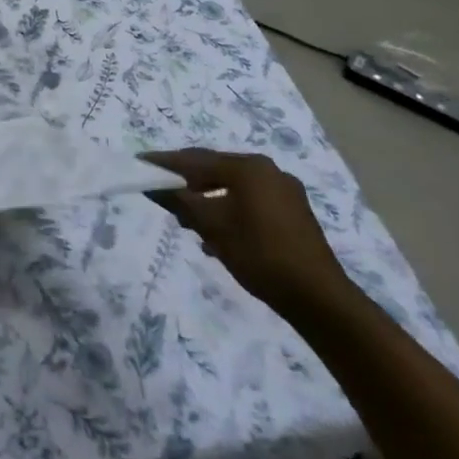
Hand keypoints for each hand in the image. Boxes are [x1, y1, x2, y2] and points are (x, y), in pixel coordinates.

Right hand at [144, 150, 352, 321]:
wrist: (319, 298)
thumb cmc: (259, 254)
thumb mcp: (211, 227)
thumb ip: (179, 201)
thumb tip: (151, 184)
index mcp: (248, 167)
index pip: (195, 159)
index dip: (164, 162)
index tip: (139, 162)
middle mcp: (267, 170)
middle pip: (215, 169)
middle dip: (187, 181)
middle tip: (160, 191)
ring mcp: (284, 190)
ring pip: (233, 186)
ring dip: (208, 199)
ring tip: (187, 219)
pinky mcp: (293, 212)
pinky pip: (250, 200)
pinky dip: (229, 209)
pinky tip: (217, 233)